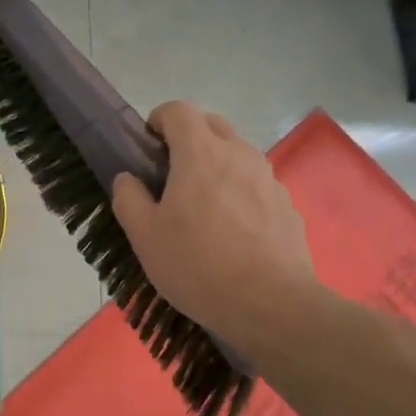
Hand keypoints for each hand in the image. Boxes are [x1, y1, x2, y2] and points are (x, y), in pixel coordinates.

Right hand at [110, 102, 322, 355]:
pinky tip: (233, 235)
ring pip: (237, 155)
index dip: (158, 120)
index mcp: (201, 152)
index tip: (147, 148)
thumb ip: (129, 198)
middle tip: (171, 176)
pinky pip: (256, 185)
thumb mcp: (145, 236)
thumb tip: (128, 179)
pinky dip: (240, 194)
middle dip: (189, 138)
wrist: (272, 305)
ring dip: (216, 166)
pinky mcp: (287, 206)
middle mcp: (239, 154)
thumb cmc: (198, 265)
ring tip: (203, 210)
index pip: (178, 110)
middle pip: (211, 125)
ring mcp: (269, 179)